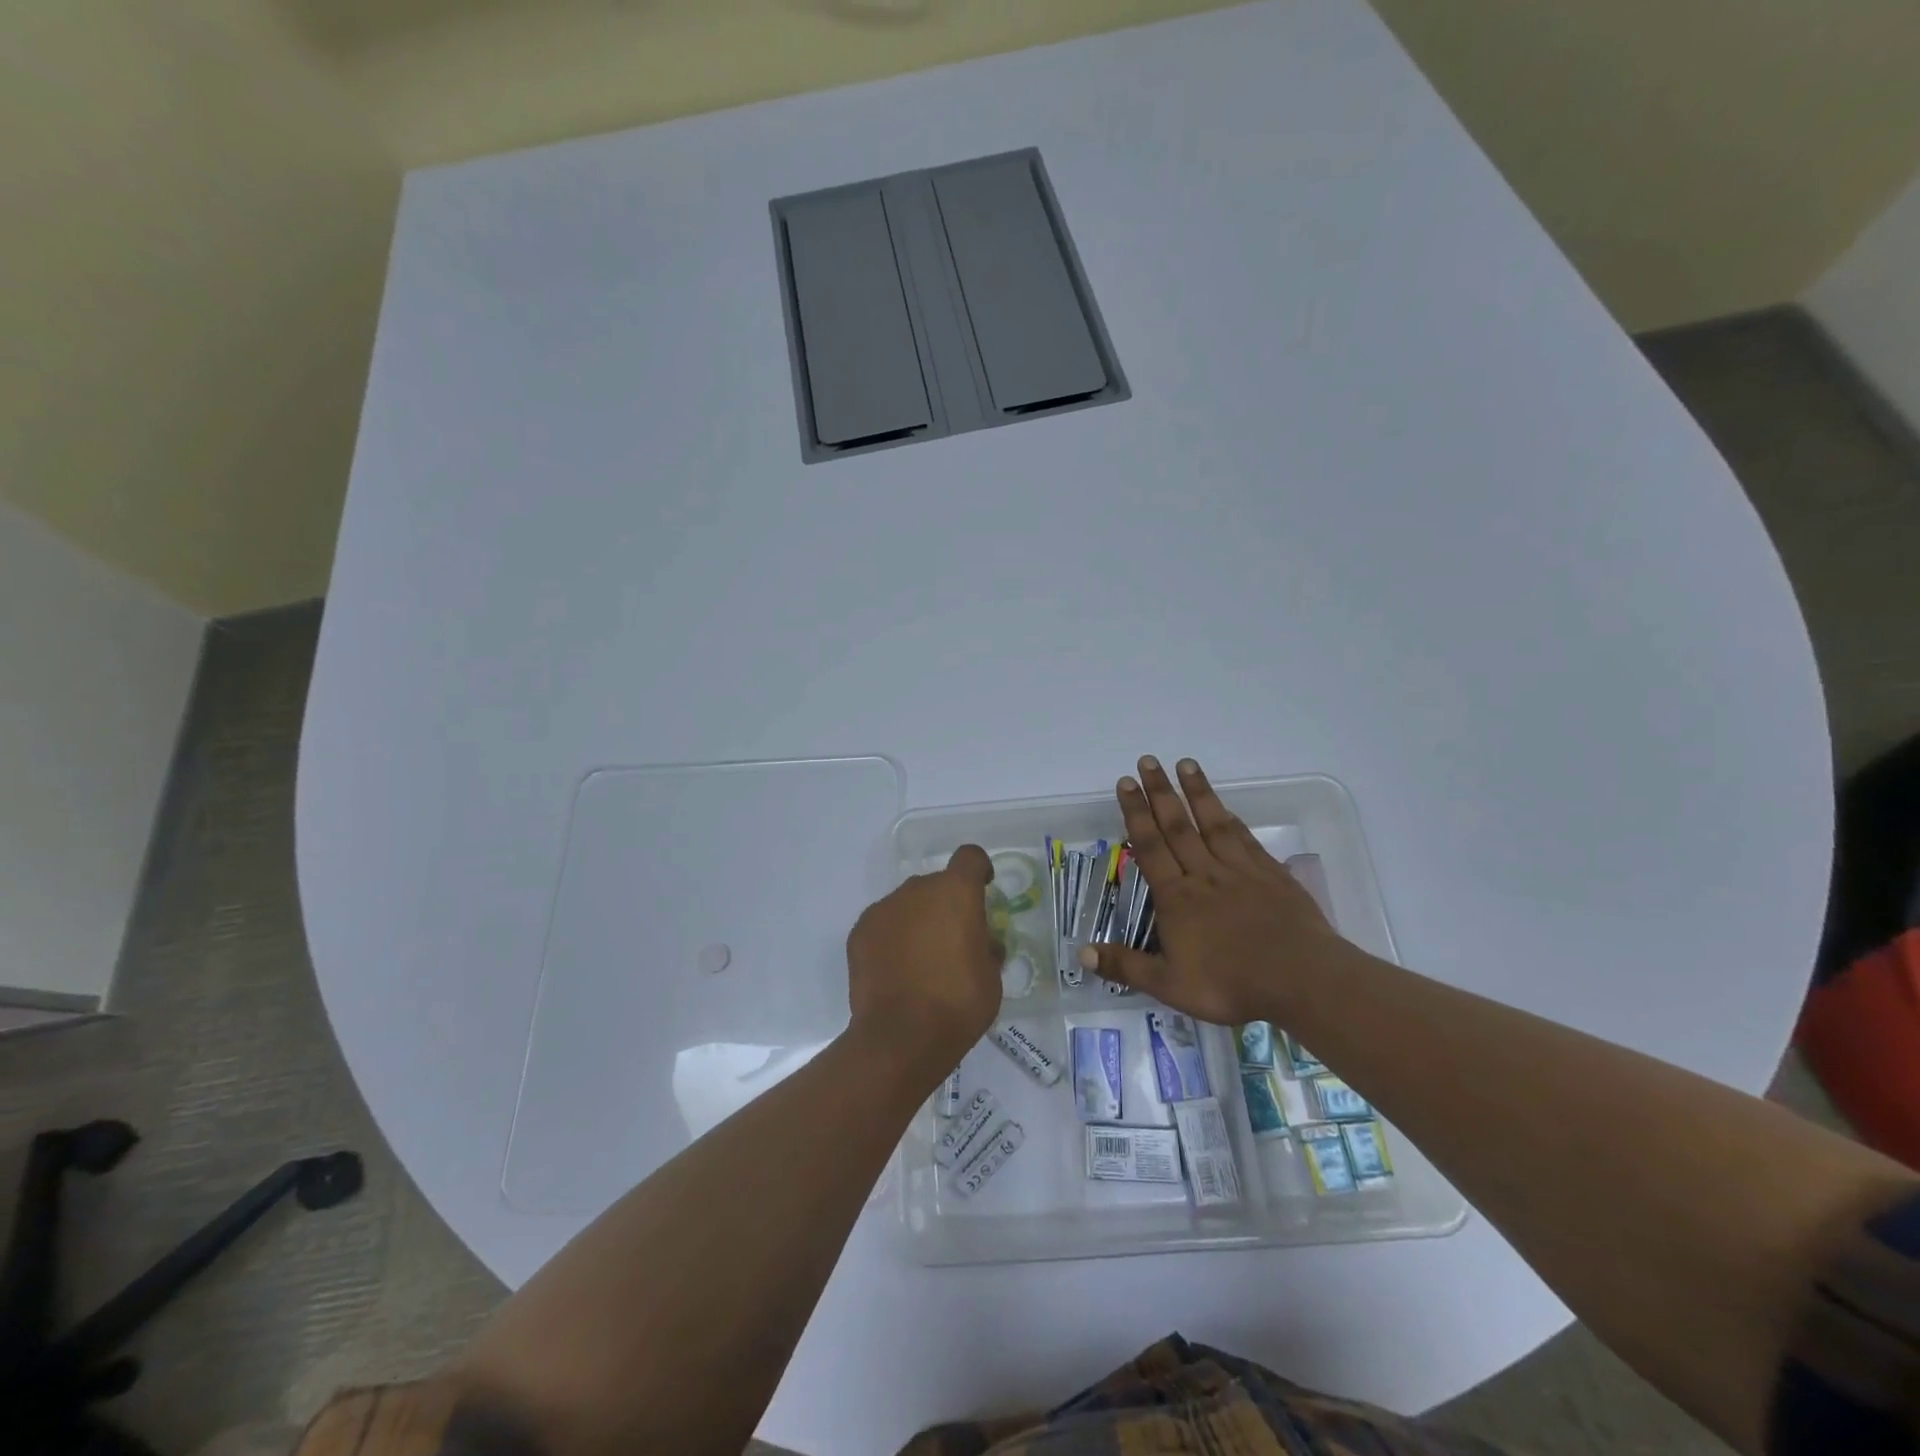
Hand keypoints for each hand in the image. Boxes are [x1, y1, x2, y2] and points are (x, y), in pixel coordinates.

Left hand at [846, 845, 1002, 1076]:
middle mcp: (917, 889)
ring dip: (918, 920)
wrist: (900, 1037)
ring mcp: (884, 908)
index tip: (983, 891)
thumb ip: (987, 948)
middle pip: (936, 884)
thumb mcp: (991, 978)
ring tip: (921, 960)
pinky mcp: (859, 931)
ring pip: (908, 904)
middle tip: (953, 941)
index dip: (979, 870)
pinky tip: (896, 970)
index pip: (970, 857)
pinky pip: (884, 924)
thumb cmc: (958, 1004)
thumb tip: (983, 944)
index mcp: (956, 892)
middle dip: (946, 904)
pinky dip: (892, 938)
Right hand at [1081, 757, 1356, 1025]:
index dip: (1135, 814)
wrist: (1300, 979)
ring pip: (1212, 823)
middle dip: (1159, 792)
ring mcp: (1240, 871)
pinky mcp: (1271, 875)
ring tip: (1185, 763)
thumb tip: (1081, 953)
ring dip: (1197, 792)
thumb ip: (1126, 966)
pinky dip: (1232, 820)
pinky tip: (1225, 808)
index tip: (1126, 784)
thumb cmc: (1230, 984)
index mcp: (1177, 898)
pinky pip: (1245, 840)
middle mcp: (1204, 874)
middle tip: (1147, 761)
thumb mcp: (1169, 985)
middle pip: (1177, 826)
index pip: (1150, 847)